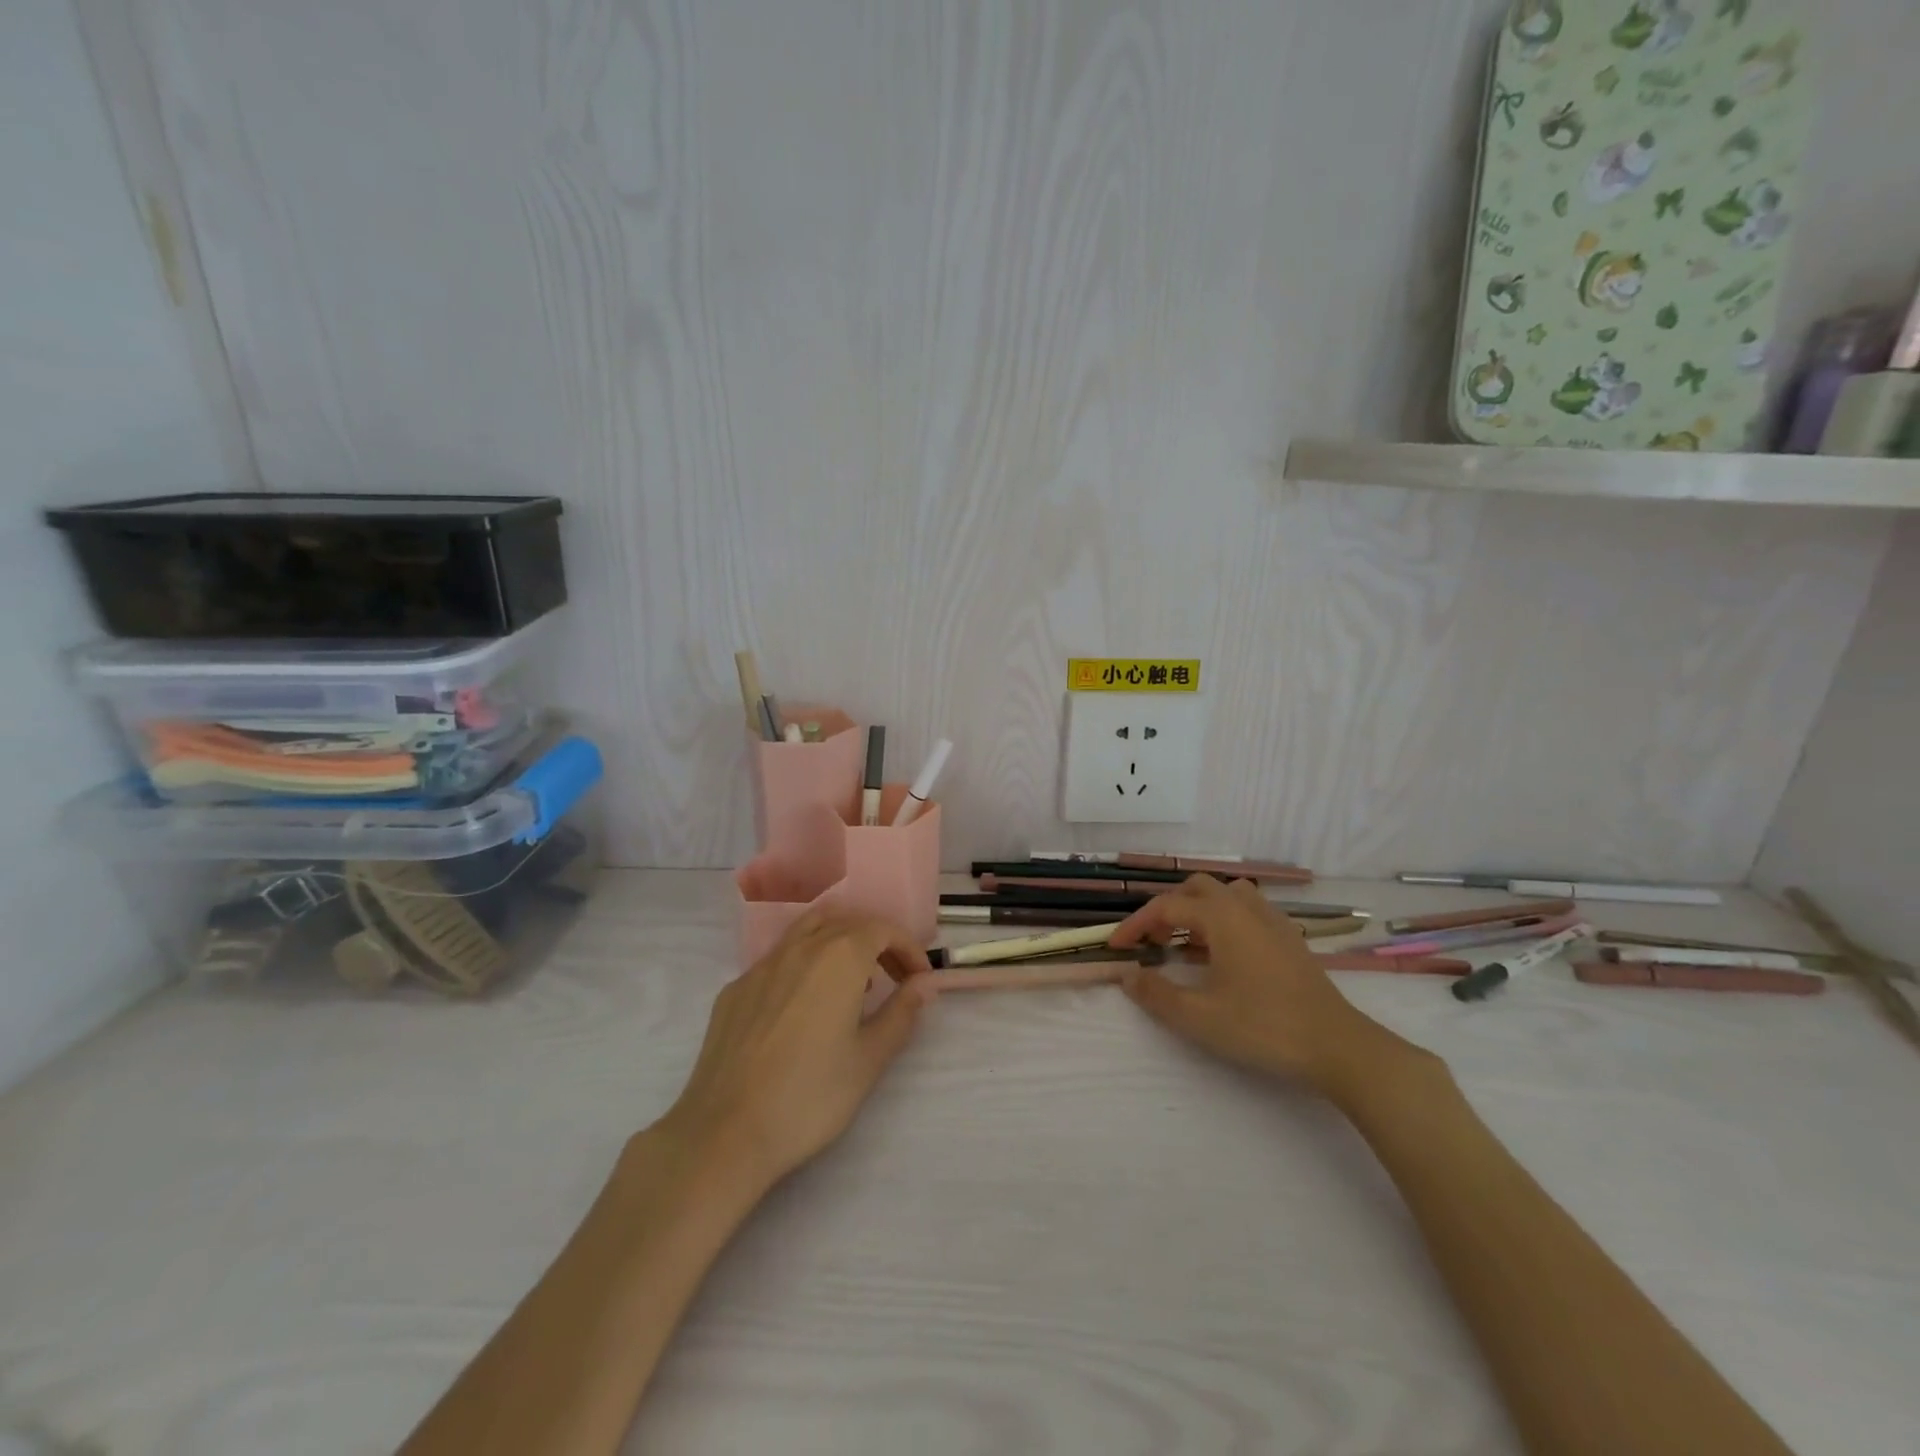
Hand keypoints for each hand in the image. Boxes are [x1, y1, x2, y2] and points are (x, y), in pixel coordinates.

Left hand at [661, 910, 933, 1190]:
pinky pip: (778, 960)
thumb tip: (924, 983)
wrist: (725, 1133)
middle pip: (846, 924)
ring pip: (808, 931)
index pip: (882, 930)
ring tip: (853, 984)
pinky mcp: (735, 989)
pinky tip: (804, 1007)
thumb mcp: (869, 1059)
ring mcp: (761, 966)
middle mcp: (799, 947)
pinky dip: (804, 965)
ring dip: (839, 944)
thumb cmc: (810, 1096)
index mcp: (839, 957)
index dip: (907, 948)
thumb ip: (901, 1013)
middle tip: (895, 978)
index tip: (920, 979)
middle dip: (877, 943)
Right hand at [1111, 876, 1430, 1101]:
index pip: (1165, 907)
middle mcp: (1245, 907)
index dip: (1135, 925)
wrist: (1337, 1046)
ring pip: (1224, 895)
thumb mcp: (1199, 1017)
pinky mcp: (1289, 938)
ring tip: (1185, 944)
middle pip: (1196, 888)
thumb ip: (1156, 994)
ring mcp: (1272, 920)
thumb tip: (1127, 975)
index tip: (1116, 948)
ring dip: (1197, 910)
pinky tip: (1222, 955)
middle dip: (1167, 910)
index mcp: (1221, 916)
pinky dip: (1223, 920)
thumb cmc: (1263, 1027)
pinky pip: (1246, 911)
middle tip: (1152, 943)